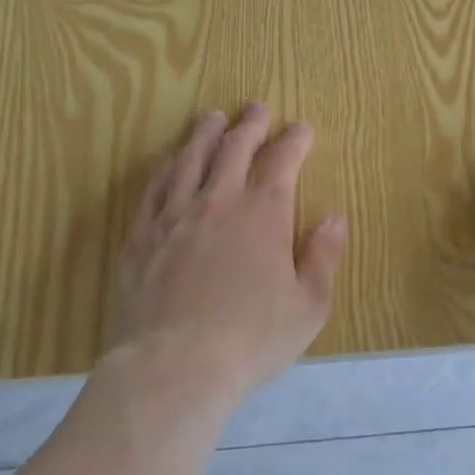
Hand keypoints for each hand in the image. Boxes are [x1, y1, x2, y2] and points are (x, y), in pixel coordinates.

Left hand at [107, 103, 346, 399]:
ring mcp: (174, 215)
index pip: (282, 161)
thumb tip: (334, 218)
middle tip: (256, 108)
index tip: (301, 128)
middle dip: (249, 124)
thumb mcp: (308, 306)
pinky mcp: (140, 235)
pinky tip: (168, 160)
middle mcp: (218, 201)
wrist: (173, 365)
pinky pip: (153, 188)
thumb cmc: (251, 339)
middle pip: (234, 148)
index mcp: (264, 214)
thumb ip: (322, 257)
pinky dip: (165, 167)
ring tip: (211, 117)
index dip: (294, 140)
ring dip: (204, 134)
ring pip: (190, 159)